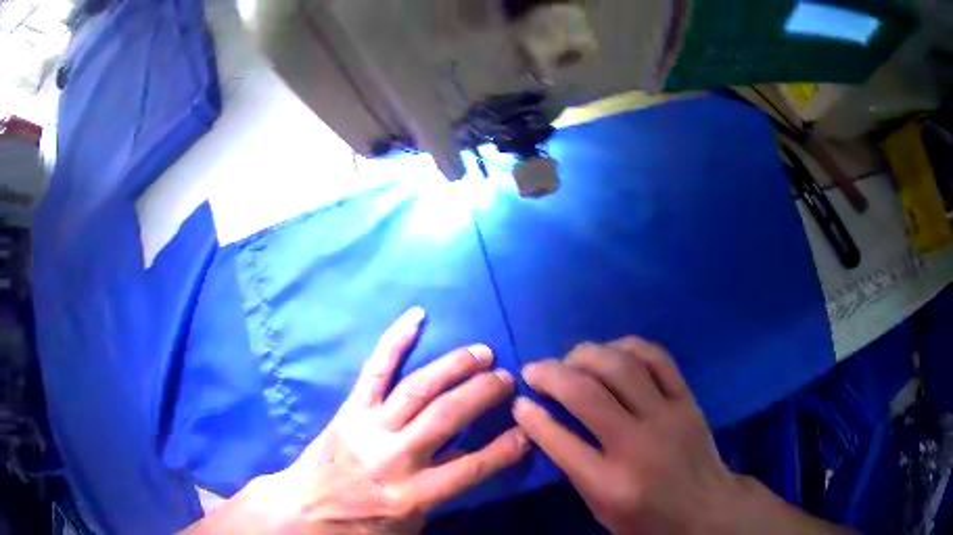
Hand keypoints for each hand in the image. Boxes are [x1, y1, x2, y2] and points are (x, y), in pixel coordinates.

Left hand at [187, 307, 527, 534]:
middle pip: (446, 417)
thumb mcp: (411, 526)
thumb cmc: (361, 525)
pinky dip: (395, 340)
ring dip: (454, 367)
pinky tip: (417, 316)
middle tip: (509, 379)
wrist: (305, 511)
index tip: (528, 429)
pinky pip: (374, 370)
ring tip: (483, 353)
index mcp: (412, 495)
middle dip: (484, 394)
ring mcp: (369, 427)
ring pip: (417, 388)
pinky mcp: (349, 410)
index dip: (505, 449)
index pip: (471, 468)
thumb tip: (475, 463)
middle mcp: (393, 457)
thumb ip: (444, 497)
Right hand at [512, 338, 747, 534]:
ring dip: (587, 354)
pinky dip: (629, 347)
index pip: (560, 441)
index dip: (532, 416)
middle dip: (551, 374)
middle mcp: (637, 445)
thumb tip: (545, 424)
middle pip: (586, 394)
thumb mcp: (601, 509)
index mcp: (610, 484)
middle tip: (534, 370)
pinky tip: (612, 350)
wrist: (706, 510)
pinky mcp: (687, 401)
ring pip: (621, 367)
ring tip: (570, 358)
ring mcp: (667, 417)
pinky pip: (658, 359)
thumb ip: (574, 467)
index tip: (519, 402)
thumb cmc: (647, 519)